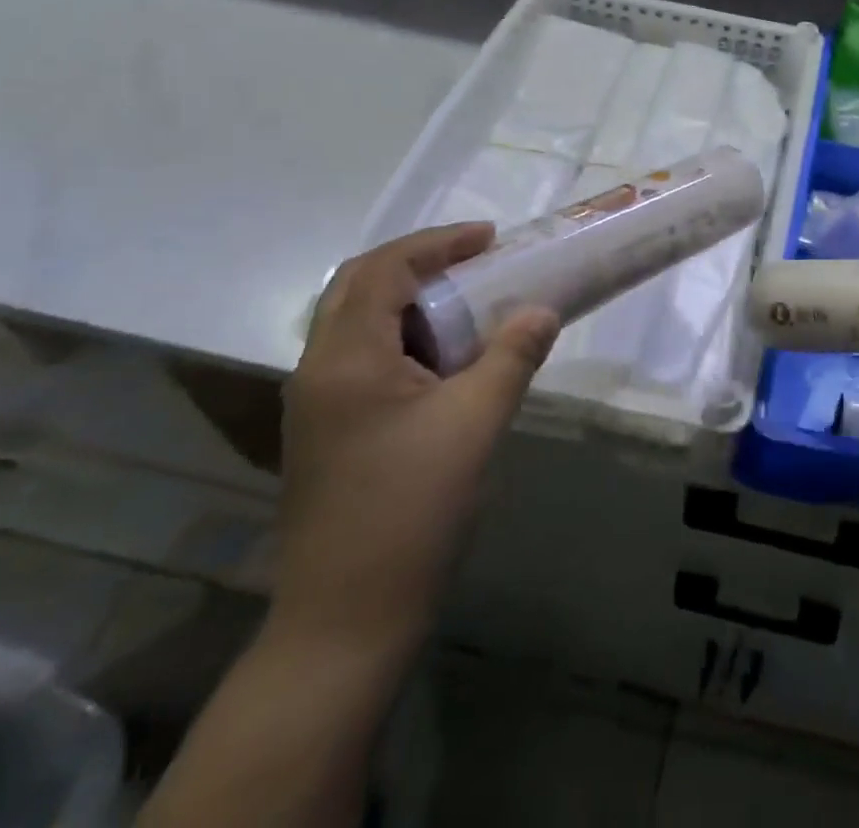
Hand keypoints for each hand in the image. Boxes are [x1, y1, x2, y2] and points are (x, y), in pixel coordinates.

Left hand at [274, 224, 558, 659]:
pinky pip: (363, 356)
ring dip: (410, 299)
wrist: (347, 618)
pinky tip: (446, 359)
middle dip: (419, 263)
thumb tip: (543, 310)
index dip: (438, 244)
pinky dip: (404, 336)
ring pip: (358, 322)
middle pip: (359, 286)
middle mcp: (318, 369)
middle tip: (475, 261)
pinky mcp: (327, 430)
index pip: (383, 269)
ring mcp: (316, 403)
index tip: (490, 240)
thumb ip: (512, 355)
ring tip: (468, 302)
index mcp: (346, 358)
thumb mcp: (476, 422)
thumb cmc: (412, 509)